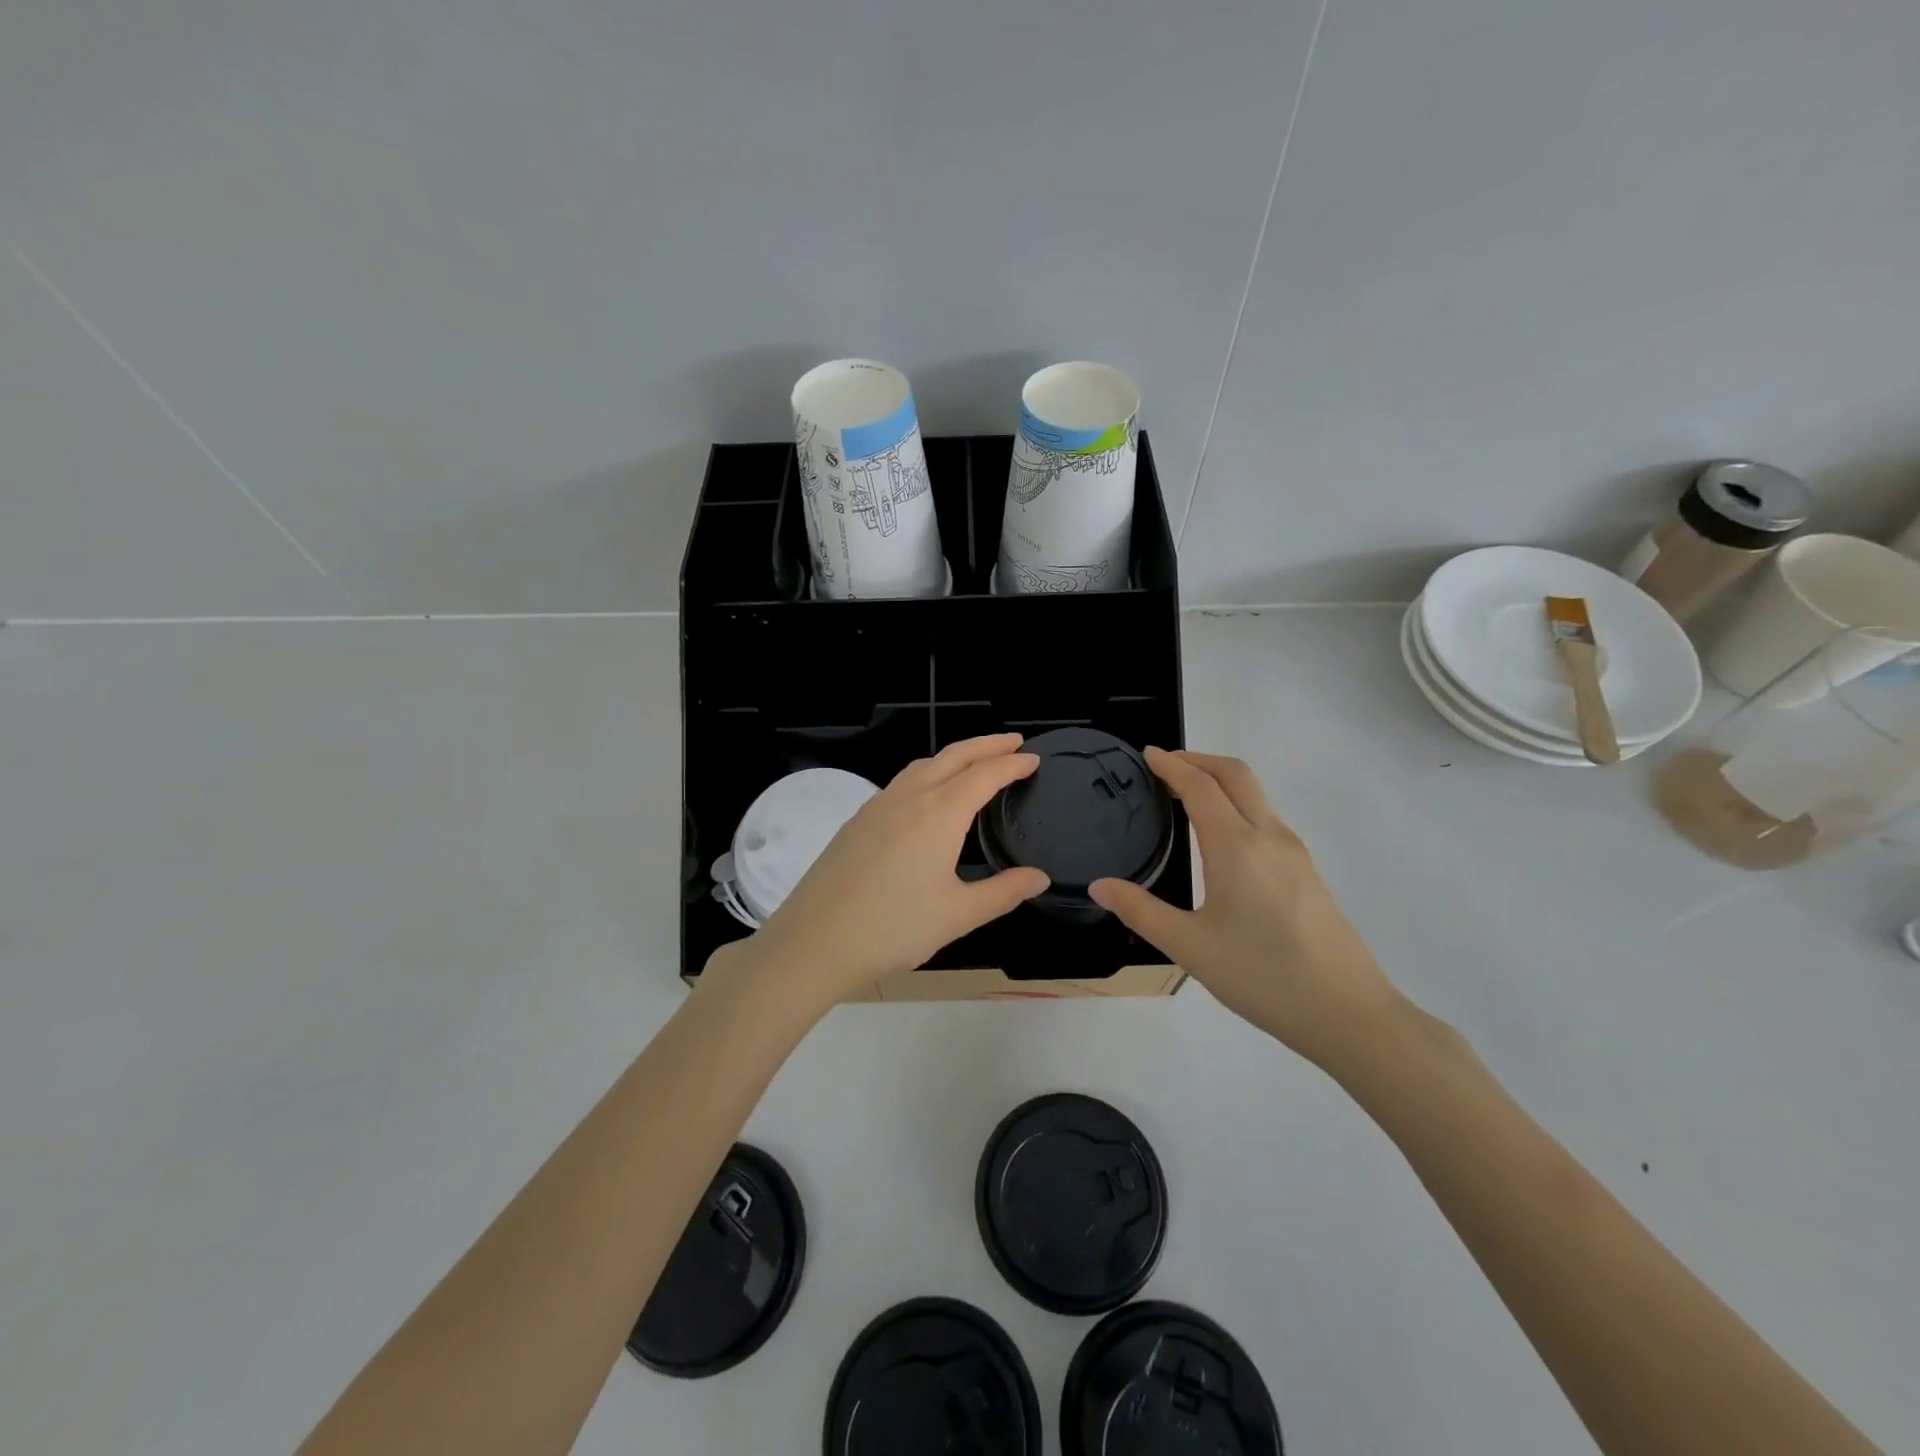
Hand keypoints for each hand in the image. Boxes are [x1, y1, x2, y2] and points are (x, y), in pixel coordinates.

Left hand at [709, 735, 1048, 1012]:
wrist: (814, 942)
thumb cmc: (893, 929)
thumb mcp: (958, 915)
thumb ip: (1003, 892)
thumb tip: (1040, 877)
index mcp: (939, 813)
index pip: (984, 775)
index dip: (1012, 764)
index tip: (1033, 758)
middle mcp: (909, 798)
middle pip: (954, 756)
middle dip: (986, 745)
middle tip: (1014, 742)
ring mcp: (878, 806)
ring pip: (923, 765)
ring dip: (955, 756)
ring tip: (975, 762)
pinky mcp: (858, 820)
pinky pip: (902, 782)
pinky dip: (928, 773)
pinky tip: (928, 796)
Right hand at [1090, 749, 1400, 1066]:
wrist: (1348, 1013)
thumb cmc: (1262, 976)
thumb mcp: (1190, 947)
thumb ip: (1140, 911)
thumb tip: (1099, 886)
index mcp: (1236, 846)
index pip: (1200, 786)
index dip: (1172, 765)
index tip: (1148, 754)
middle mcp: (1269, 836)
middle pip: (1236, 774)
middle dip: (1200, 759)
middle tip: (1165, 766)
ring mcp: (1294, 852)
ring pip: (1256, 794)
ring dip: (1221, 781)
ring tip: (1186, 797)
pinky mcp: (1307, 871)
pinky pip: (1267, 819)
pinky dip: (1238, 805)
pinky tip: (1221, 838)